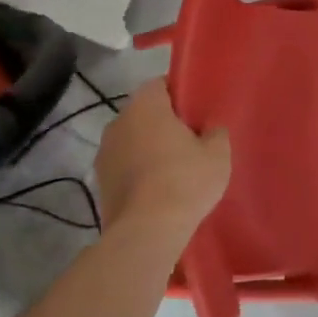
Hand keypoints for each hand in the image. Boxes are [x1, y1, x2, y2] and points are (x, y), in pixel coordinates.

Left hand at [94, 80, 230, 245]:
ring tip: (175, 169)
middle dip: (164, 122)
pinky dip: (139, 171)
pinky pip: (125, 166)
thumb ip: (215, 132)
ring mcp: (104, 153)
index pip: (160, 84)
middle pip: (145, 112)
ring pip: (133, 140)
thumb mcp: (217, 153)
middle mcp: (118, 122)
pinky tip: (158, 190)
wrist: (146, 232)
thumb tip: (209, 129)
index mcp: (145, 105)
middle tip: (191, 139)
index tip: (196, 110)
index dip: (179, 94)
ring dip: (149, 148)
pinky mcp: (100, 182)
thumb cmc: (184, 181)